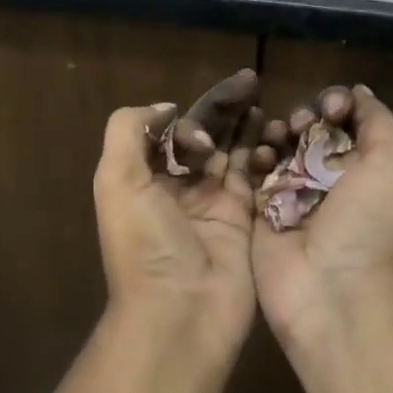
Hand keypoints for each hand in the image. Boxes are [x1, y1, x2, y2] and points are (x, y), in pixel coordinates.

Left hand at [93, 70, 273, 355]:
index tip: (196, 137)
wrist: (182, 312)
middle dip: (222, 108)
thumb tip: (165, 108)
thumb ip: (128, 131)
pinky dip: (264, 153)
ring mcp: (214, 204)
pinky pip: (255, 177)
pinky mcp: (245, 219)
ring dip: (245, 125)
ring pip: (232, 152)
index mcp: (144, 180)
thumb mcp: (117, 180)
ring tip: (262, 99)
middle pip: (203, 136)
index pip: (167, 133)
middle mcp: (178, 189)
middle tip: (249, 80)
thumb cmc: (145, 244)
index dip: (183, 121)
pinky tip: (276, 131)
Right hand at [252, 85, 392, 343]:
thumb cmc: (370, 221)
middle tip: (298, 125)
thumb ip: (377, 121)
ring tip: (277, 137)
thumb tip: (357, 92)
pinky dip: (253, 158)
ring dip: (275, 133)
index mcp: (365, 168)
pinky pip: (250, 175)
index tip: (329, 109)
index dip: (335, 105)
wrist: (333, 288)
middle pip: (308, 131)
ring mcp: (292, 196)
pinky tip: (258, 156)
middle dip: (303, 117)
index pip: (344, 122)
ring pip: (278, 148)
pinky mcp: (259, 212)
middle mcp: (329, 180)